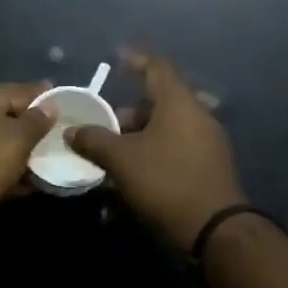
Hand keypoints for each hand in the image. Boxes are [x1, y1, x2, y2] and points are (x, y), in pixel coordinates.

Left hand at [0, 81, 55, 217]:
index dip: (45, 99)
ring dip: (26, 152)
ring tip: (53, 161)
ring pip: (4, 142)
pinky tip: (34, 181)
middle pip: (11, 117)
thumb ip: (38, 120)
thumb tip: (51, 105)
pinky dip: (13, 169)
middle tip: (62, 137)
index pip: (21, 91)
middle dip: (36, 129)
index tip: (68, 107)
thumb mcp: (19, 137)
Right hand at [68, 50, 245, 249]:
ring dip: (137, 140)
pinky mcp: (208, 168)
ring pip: (165, 131)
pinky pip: (174, 152)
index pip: (156, 67)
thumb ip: (95, 141)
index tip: (116, 58)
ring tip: (110, 157)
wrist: (215, 230)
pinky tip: (130, 182)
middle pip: (158, 103)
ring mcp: (206, 143)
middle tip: (102, 125)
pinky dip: (151, 158)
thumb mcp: (122, 160)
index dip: (135, 60)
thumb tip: (73, 131)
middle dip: (127, 114)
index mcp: (179, 103)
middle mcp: (197, 116)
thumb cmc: (166, 181)